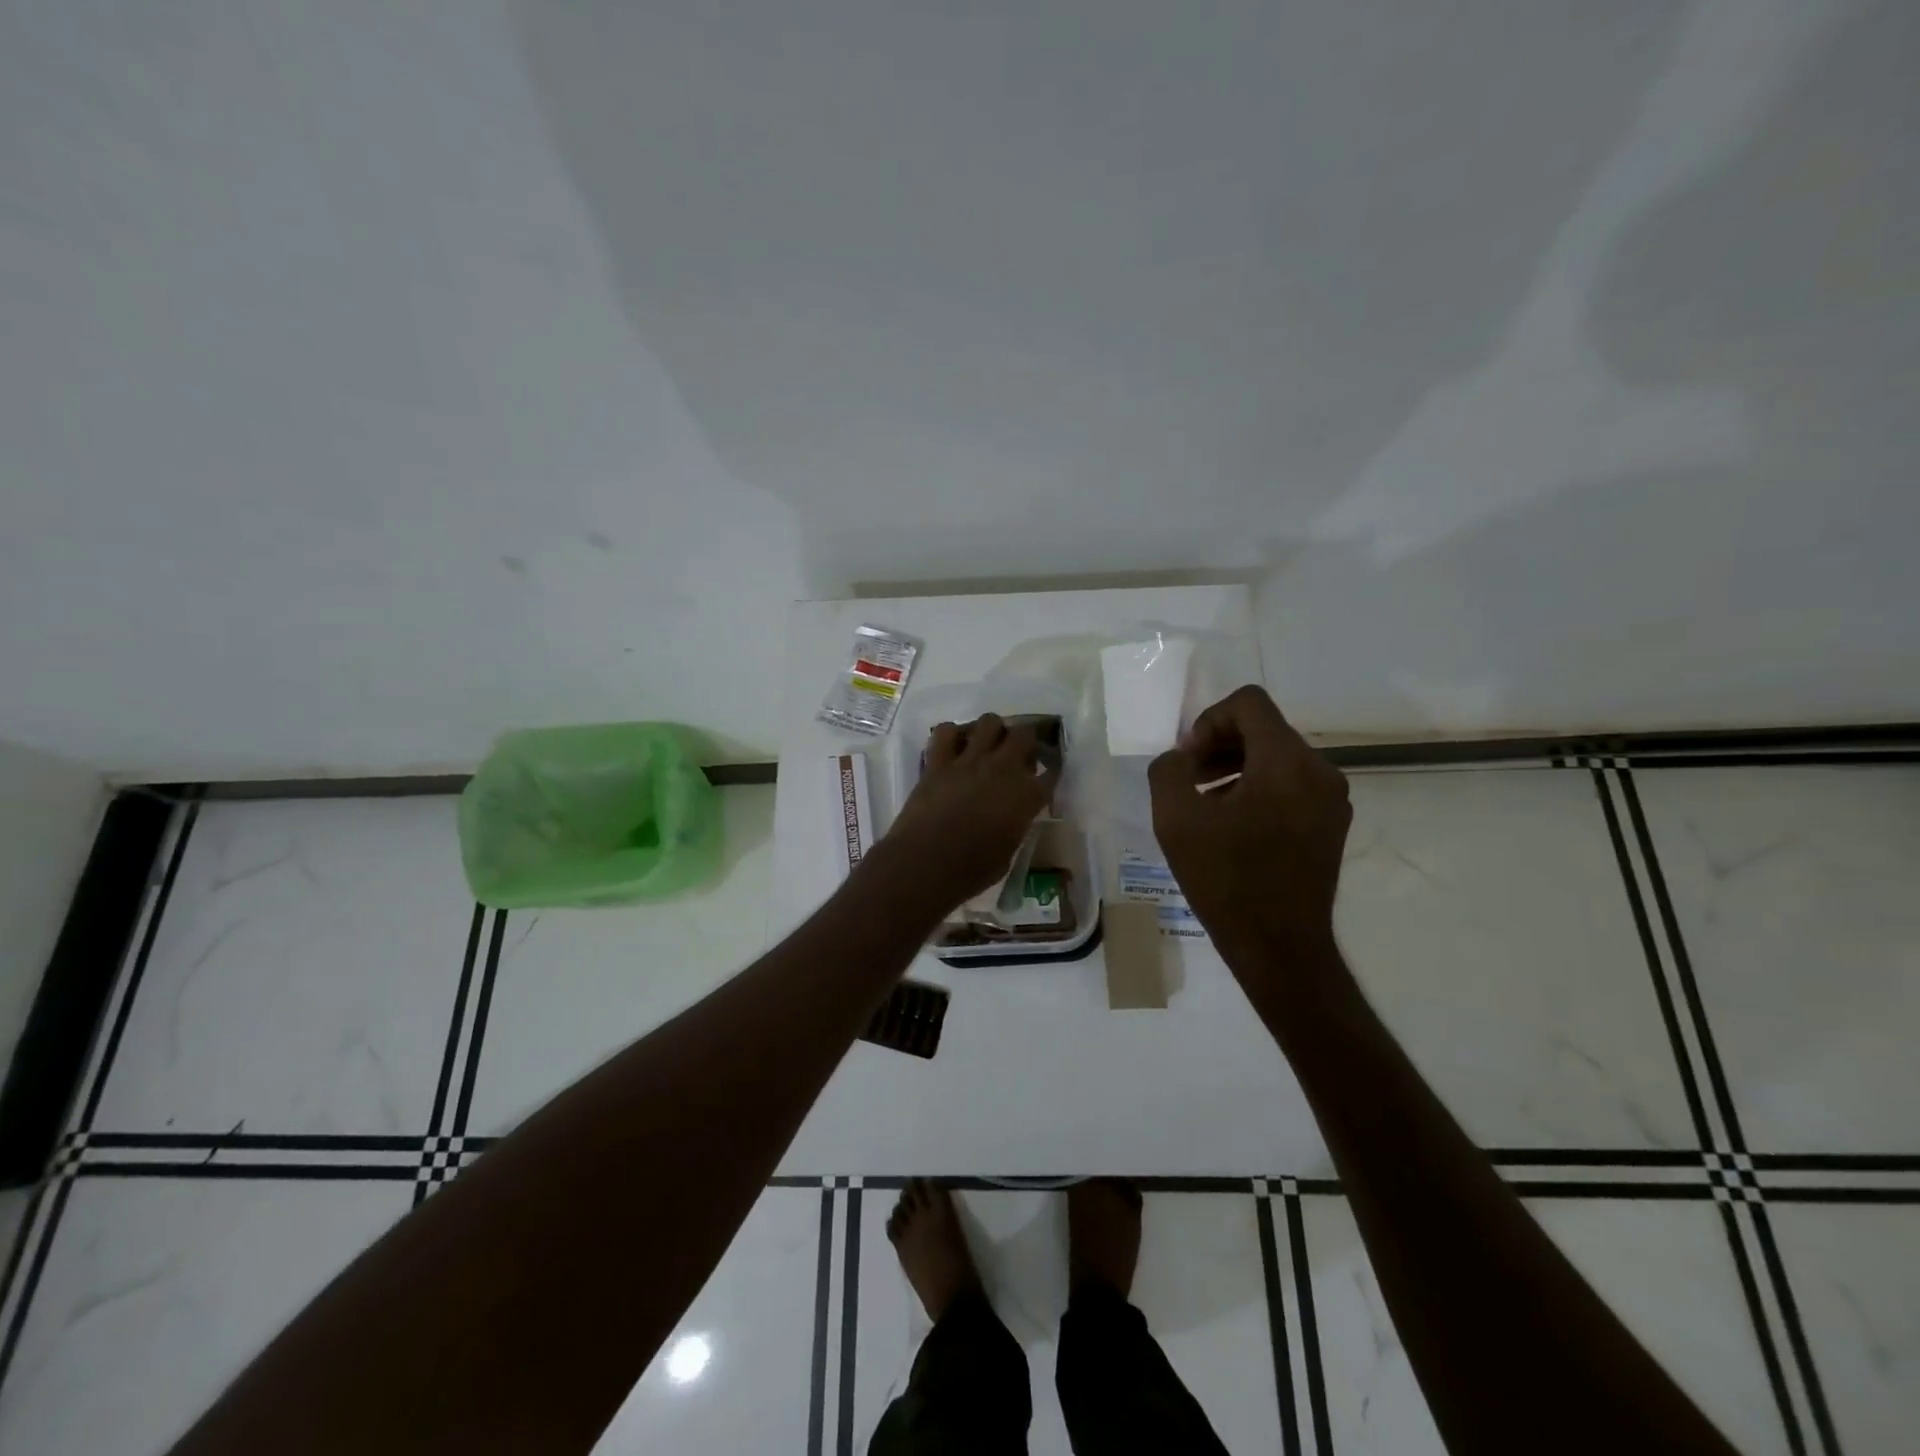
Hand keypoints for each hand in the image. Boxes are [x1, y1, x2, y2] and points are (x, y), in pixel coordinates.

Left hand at [873, 714, 1058, 912]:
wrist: (926, 863)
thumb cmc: (971, 871)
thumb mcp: (1007, 852)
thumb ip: (1015, 826)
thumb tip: (1011, 817)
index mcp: (1027, 796)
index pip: (1051, 772)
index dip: (1050, 770)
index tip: (1046, 773)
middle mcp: (1003, 770)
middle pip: (1024, 735)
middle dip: (1025, 741)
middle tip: (1018, 753)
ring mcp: (969, 761)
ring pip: (989, 722)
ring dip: (992, 730)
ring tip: (987, 744)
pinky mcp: (938, 761)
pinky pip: (945, 731)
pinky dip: (951, 734)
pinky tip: (953, 746)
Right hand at [1148, 686, 1350, 957]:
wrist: (1279, 947)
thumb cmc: (1226, 880)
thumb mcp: (1176, 820)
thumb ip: (1169, 770)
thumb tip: (1181, 759)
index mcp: (1286, 762)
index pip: (1248, 703)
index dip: (1208, 720)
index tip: (1189, 761)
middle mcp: (1320, 770)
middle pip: (1264, 729)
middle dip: (1220, 745)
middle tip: (1189, 780)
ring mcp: (1332, 799)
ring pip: (1278, 757)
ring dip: (1236, 767)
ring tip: (1206, 804)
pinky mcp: (1332, 824)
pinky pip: (1292, 785)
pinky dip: (1259, 789)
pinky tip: (1233, 826)